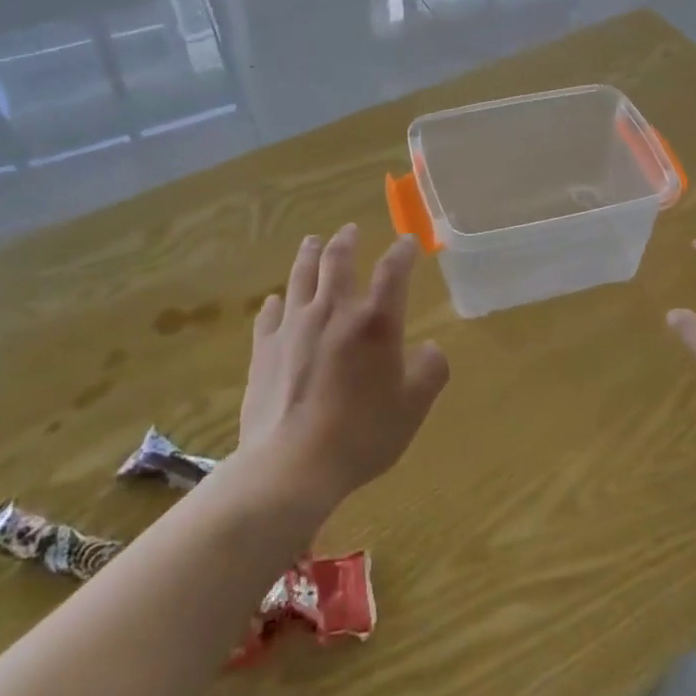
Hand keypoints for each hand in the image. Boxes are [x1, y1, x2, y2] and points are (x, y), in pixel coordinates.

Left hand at [240, 224, 449, 509]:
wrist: (292, 465)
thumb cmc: (362, 434)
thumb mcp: (413, 407)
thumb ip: (430, 371)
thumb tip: (429, 348)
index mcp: (375, 322)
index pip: (393, 271)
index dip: (402, 252)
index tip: (407, 241)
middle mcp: (334, 311)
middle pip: (337, 260)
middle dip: (346, 241)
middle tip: (349, 230)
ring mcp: (294, 326)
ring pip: (300, 277)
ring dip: (309, 255)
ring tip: (312, 241)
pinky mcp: (265, 348)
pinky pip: (269, 314)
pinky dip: (275, 302)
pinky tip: (275, 300)